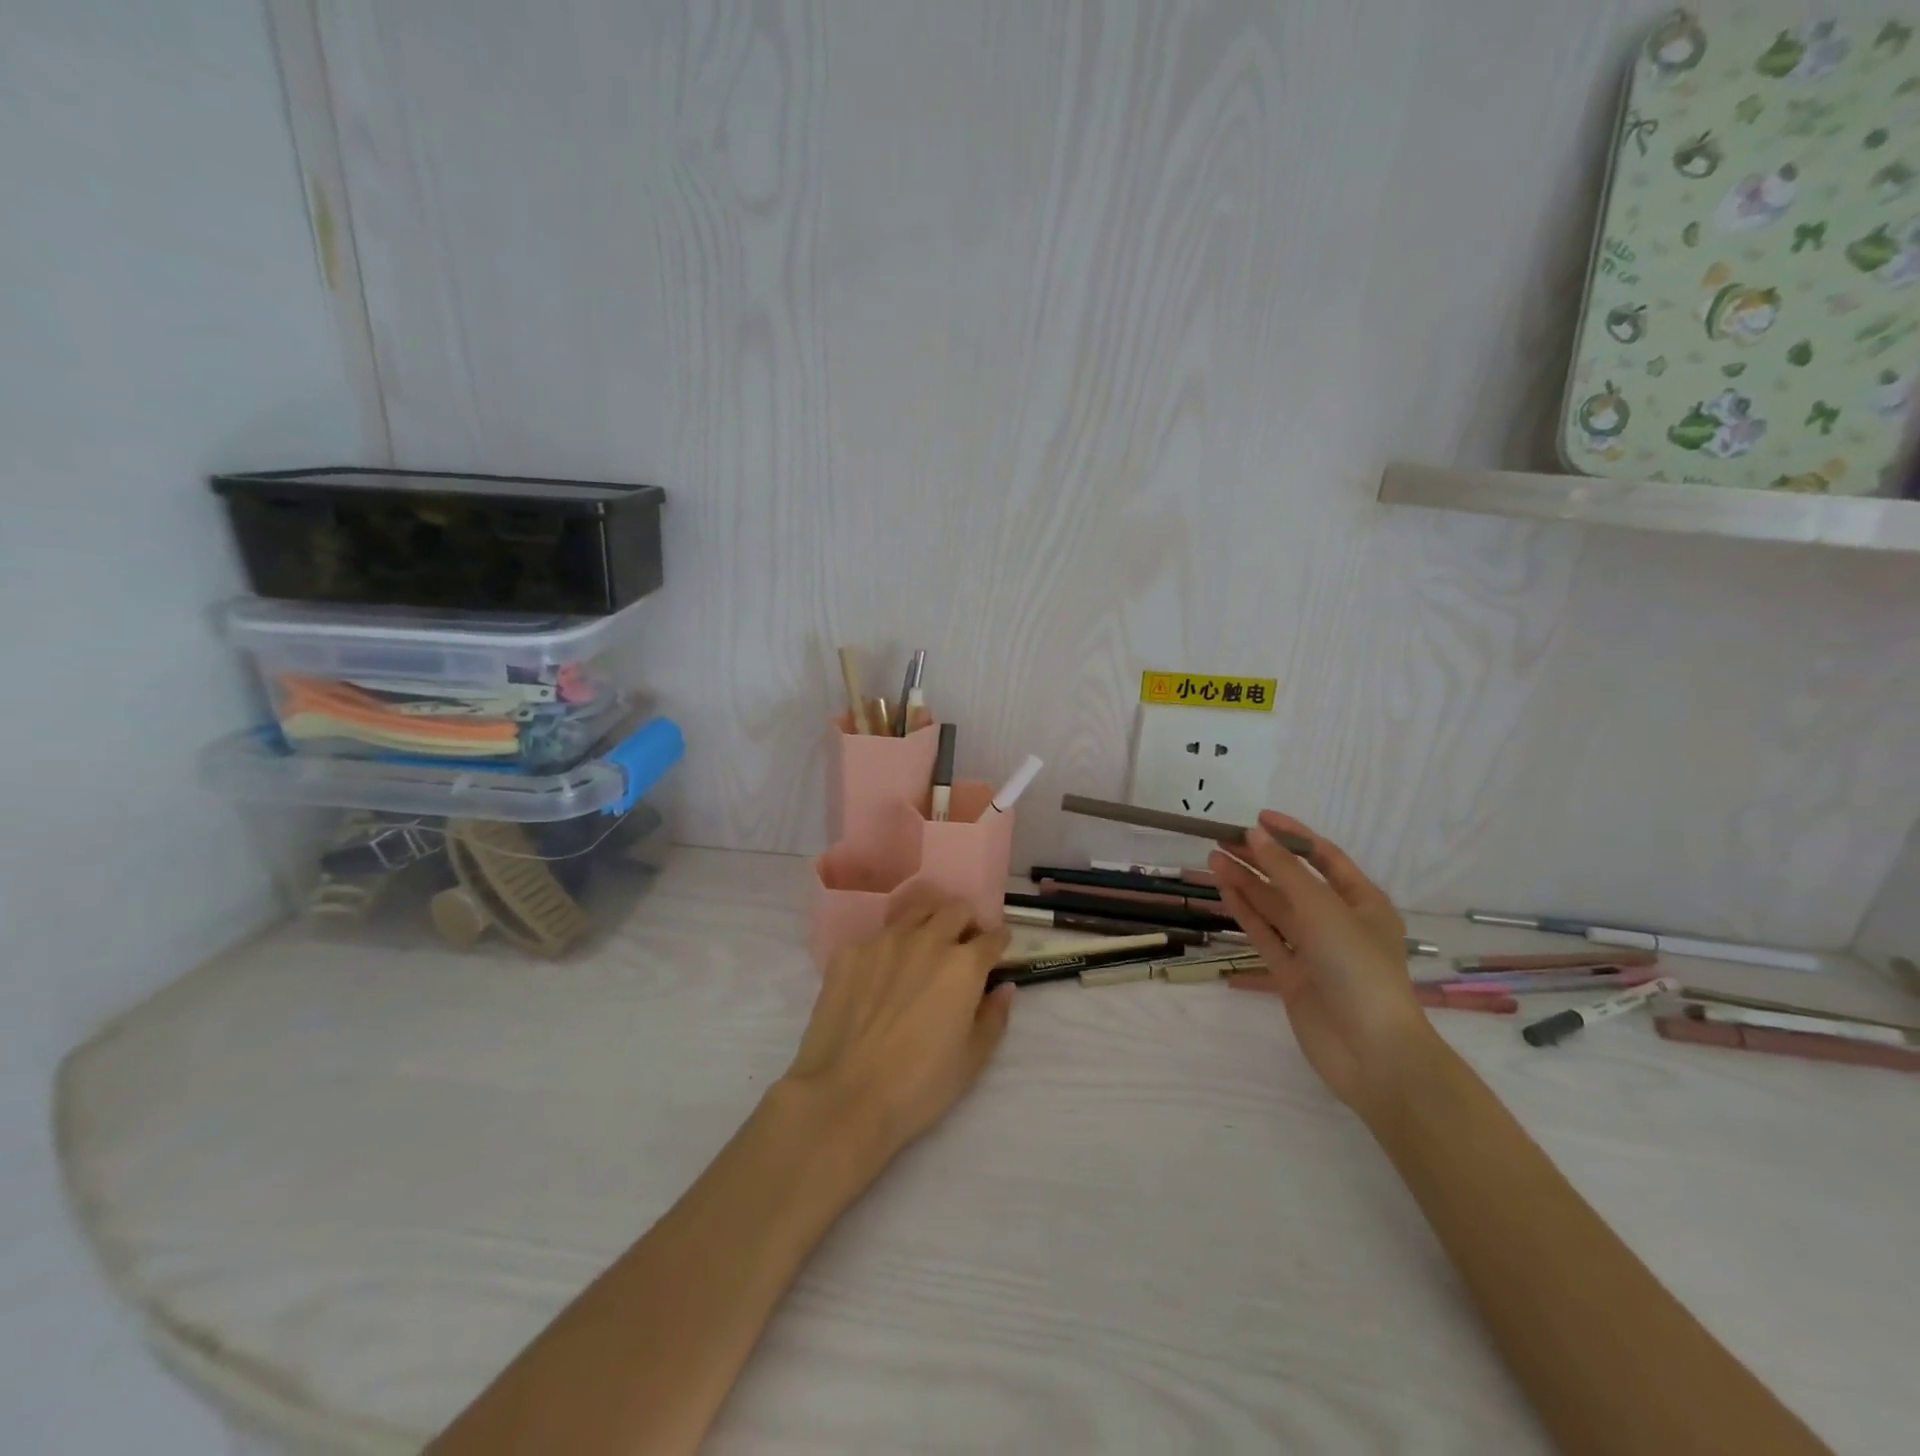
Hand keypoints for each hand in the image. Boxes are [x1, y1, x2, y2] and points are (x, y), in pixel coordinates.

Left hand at [782, 889, 1013, 1161]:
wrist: (844, 1096)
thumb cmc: (919, 1085)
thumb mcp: (972, 1059)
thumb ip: (994, 1016)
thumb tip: (1003, 987)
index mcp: (964, 965)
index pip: (993, 936)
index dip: (999, 943)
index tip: (997, 951)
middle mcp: (927, 939)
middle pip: (956, 910)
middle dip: (966, 923)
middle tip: (962, 946)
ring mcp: (884, 940)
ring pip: (916, 911)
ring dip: (930, 922)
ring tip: (925, 947)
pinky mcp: (850, 950)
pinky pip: (879, 935)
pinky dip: (891, 946)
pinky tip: (882, 973)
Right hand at [1210, 812, 1433, 1111]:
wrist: (1371, 1051)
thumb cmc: (1357, 968)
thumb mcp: (1323, 909)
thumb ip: (1286, 871)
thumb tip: (1254, 834)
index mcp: (1362, 902)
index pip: (1324, 857)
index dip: (1292, 835)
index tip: (1257, 818)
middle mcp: (1338, 922)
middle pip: (1293, 881)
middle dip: (1261, 858)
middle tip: (1223, 838)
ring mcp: (1313, 950)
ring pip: (1275, 907)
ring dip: (1246, 882)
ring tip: (1213, 858)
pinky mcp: (1292, 975)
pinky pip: (1265, 935)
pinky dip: (1245, 912)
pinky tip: (1223, 889)